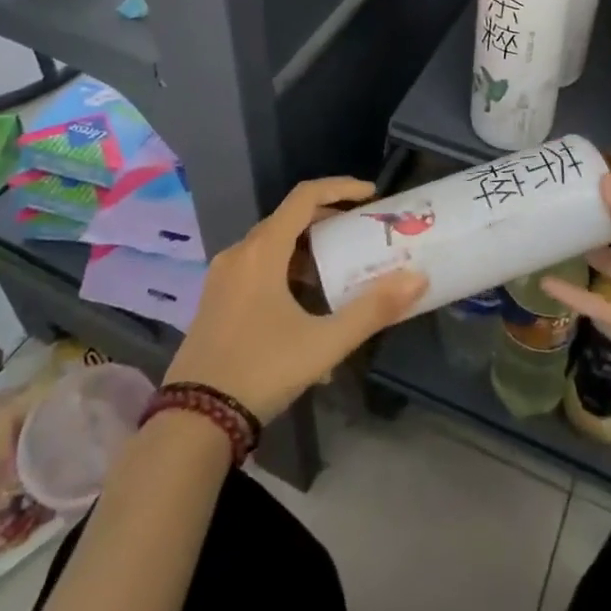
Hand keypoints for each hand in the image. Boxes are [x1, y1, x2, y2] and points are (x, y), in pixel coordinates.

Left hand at [165, 177, 425, 423]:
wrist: (193, 421)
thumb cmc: (261, 370)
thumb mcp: (323, 342)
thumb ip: (372, 310)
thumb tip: (417, 279)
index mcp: (262, 251)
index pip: (304, 197)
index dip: (340, 188)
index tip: (371, 195)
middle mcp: (239, 254)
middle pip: (288, 219)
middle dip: (327, 221)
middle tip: (360, 232)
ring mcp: (222, 279)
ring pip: (271, 247)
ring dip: (307, 251)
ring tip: (338, 274)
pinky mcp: (215, 301)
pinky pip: (257, 270)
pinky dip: (286, 272)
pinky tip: (306, 309)